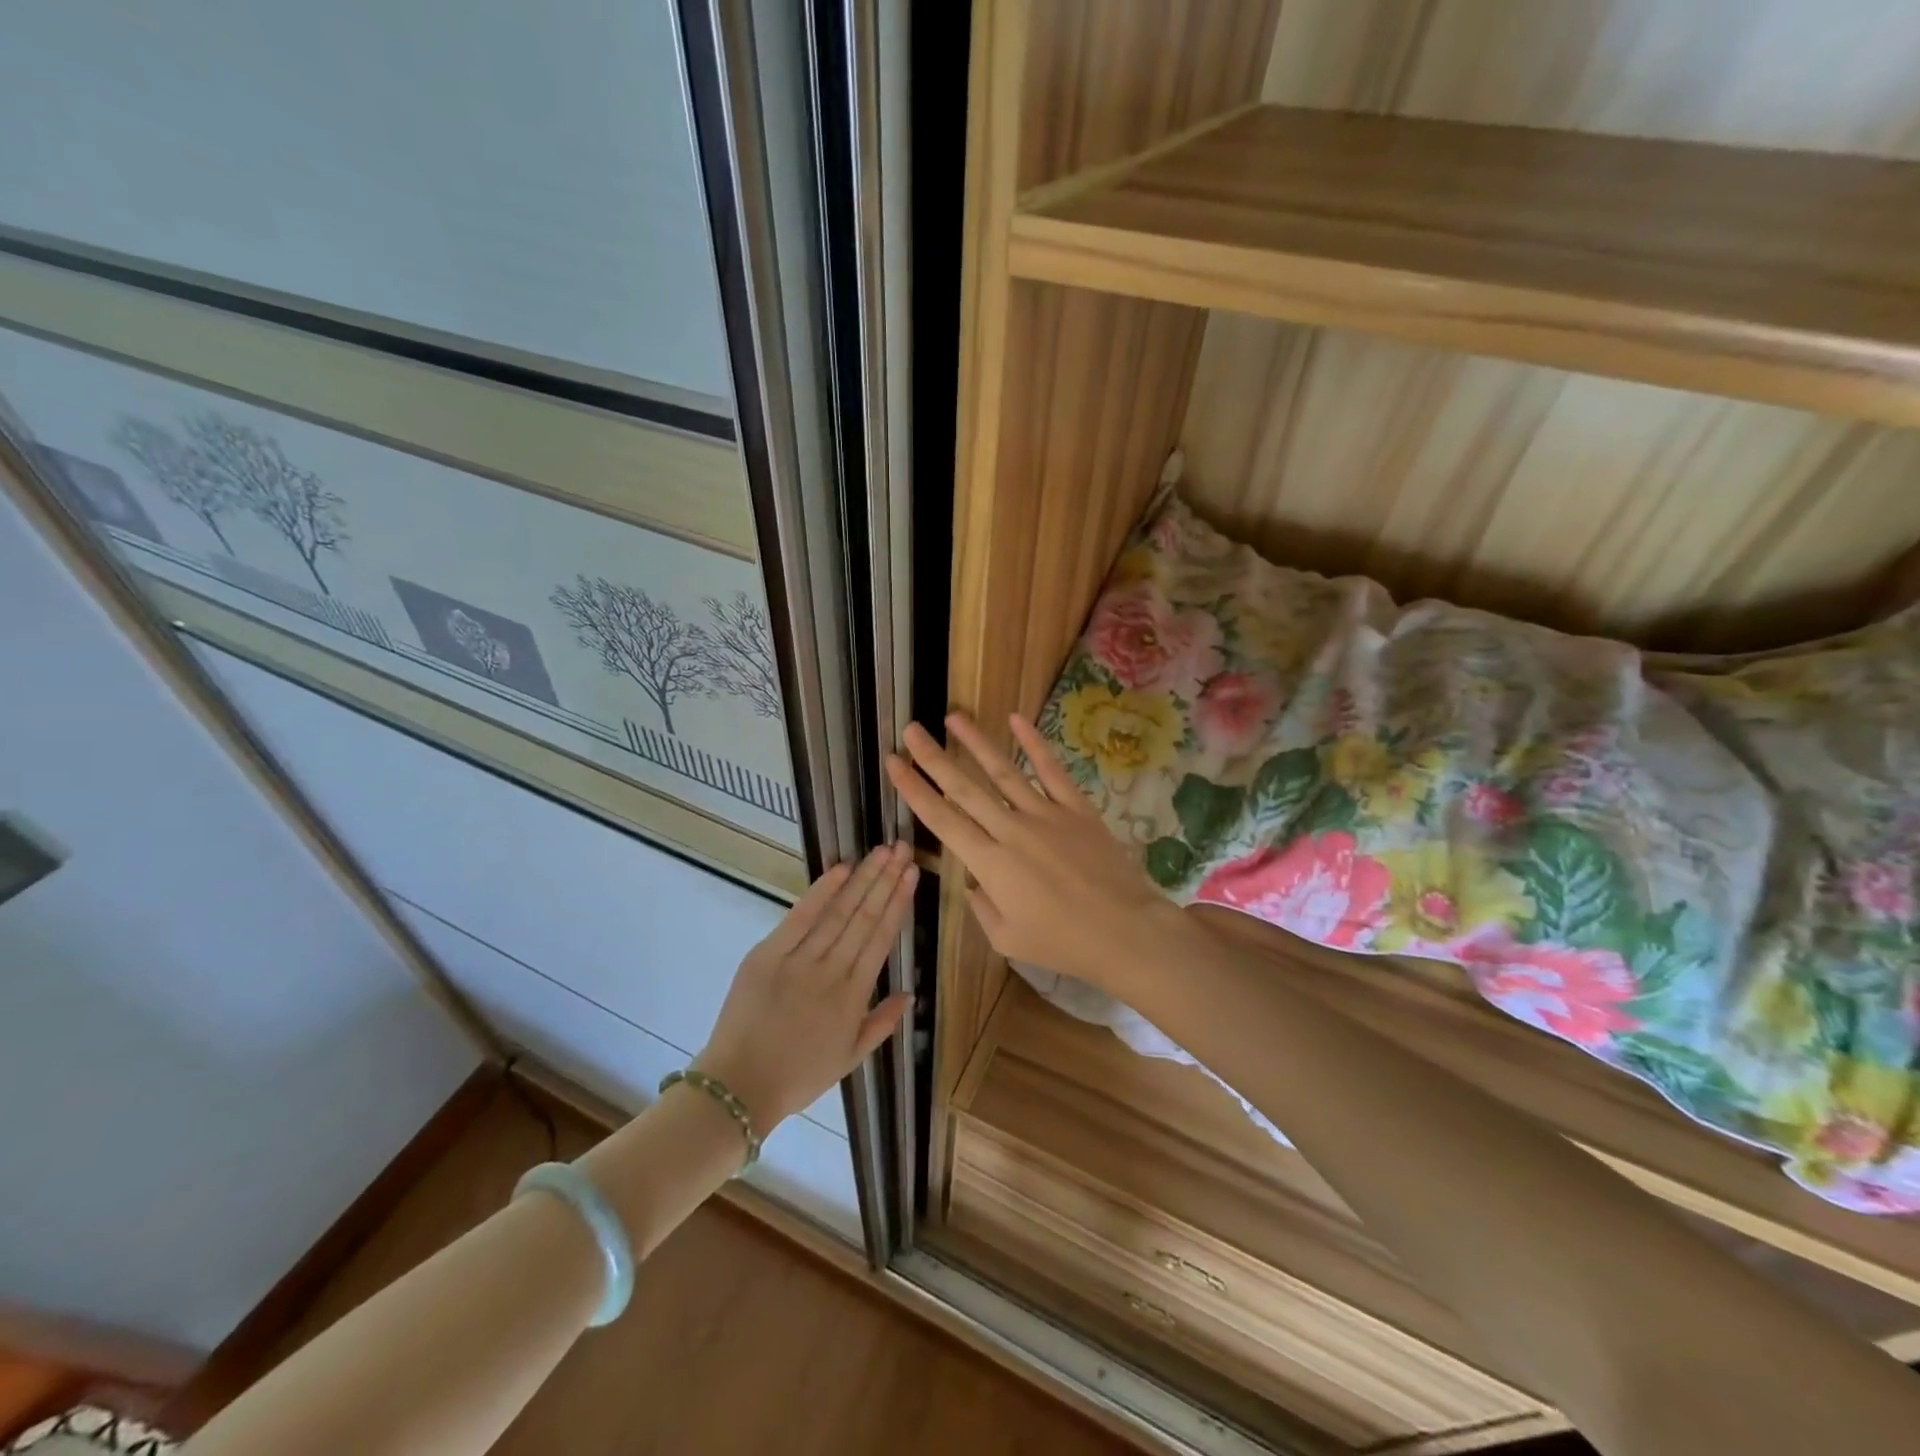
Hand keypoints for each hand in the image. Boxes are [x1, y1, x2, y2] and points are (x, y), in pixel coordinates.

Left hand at [694, 844, 916, 1130]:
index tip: (912, 874)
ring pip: (839, 912)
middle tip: (902, 849)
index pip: (881, 938)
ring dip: (862, 879)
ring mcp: (799, 960)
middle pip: (864, 917)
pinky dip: (821, 892)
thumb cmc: (797, 1076)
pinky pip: (800, 917)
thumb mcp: (849, 1058)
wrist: (738, 1087)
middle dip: (886, 879)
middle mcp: (831, 971)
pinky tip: (841, 869)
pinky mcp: (767, 954)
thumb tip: (910, 993)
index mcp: (854, 996)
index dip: (898, 903)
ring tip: (881, 852)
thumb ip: (882, 1024)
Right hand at [885, 713, 1187, 998]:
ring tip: (953, 717)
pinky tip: (1016, 720)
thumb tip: (973, 881)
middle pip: (965, 788)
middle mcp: (1011, 830)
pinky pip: (1051, 770)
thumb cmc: (1062, 943)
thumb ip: (981, 906)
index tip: (894, 764)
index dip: (914, 790)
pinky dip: (1034, 743)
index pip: (942, 820)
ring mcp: (1045, 814)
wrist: (1124, 931)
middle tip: (911, 730)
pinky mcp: (1076, 808)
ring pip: (1003, 771)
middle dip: (933, 757)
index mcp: (990, 863)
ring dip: (976, 743)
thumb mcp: (1007, 939)